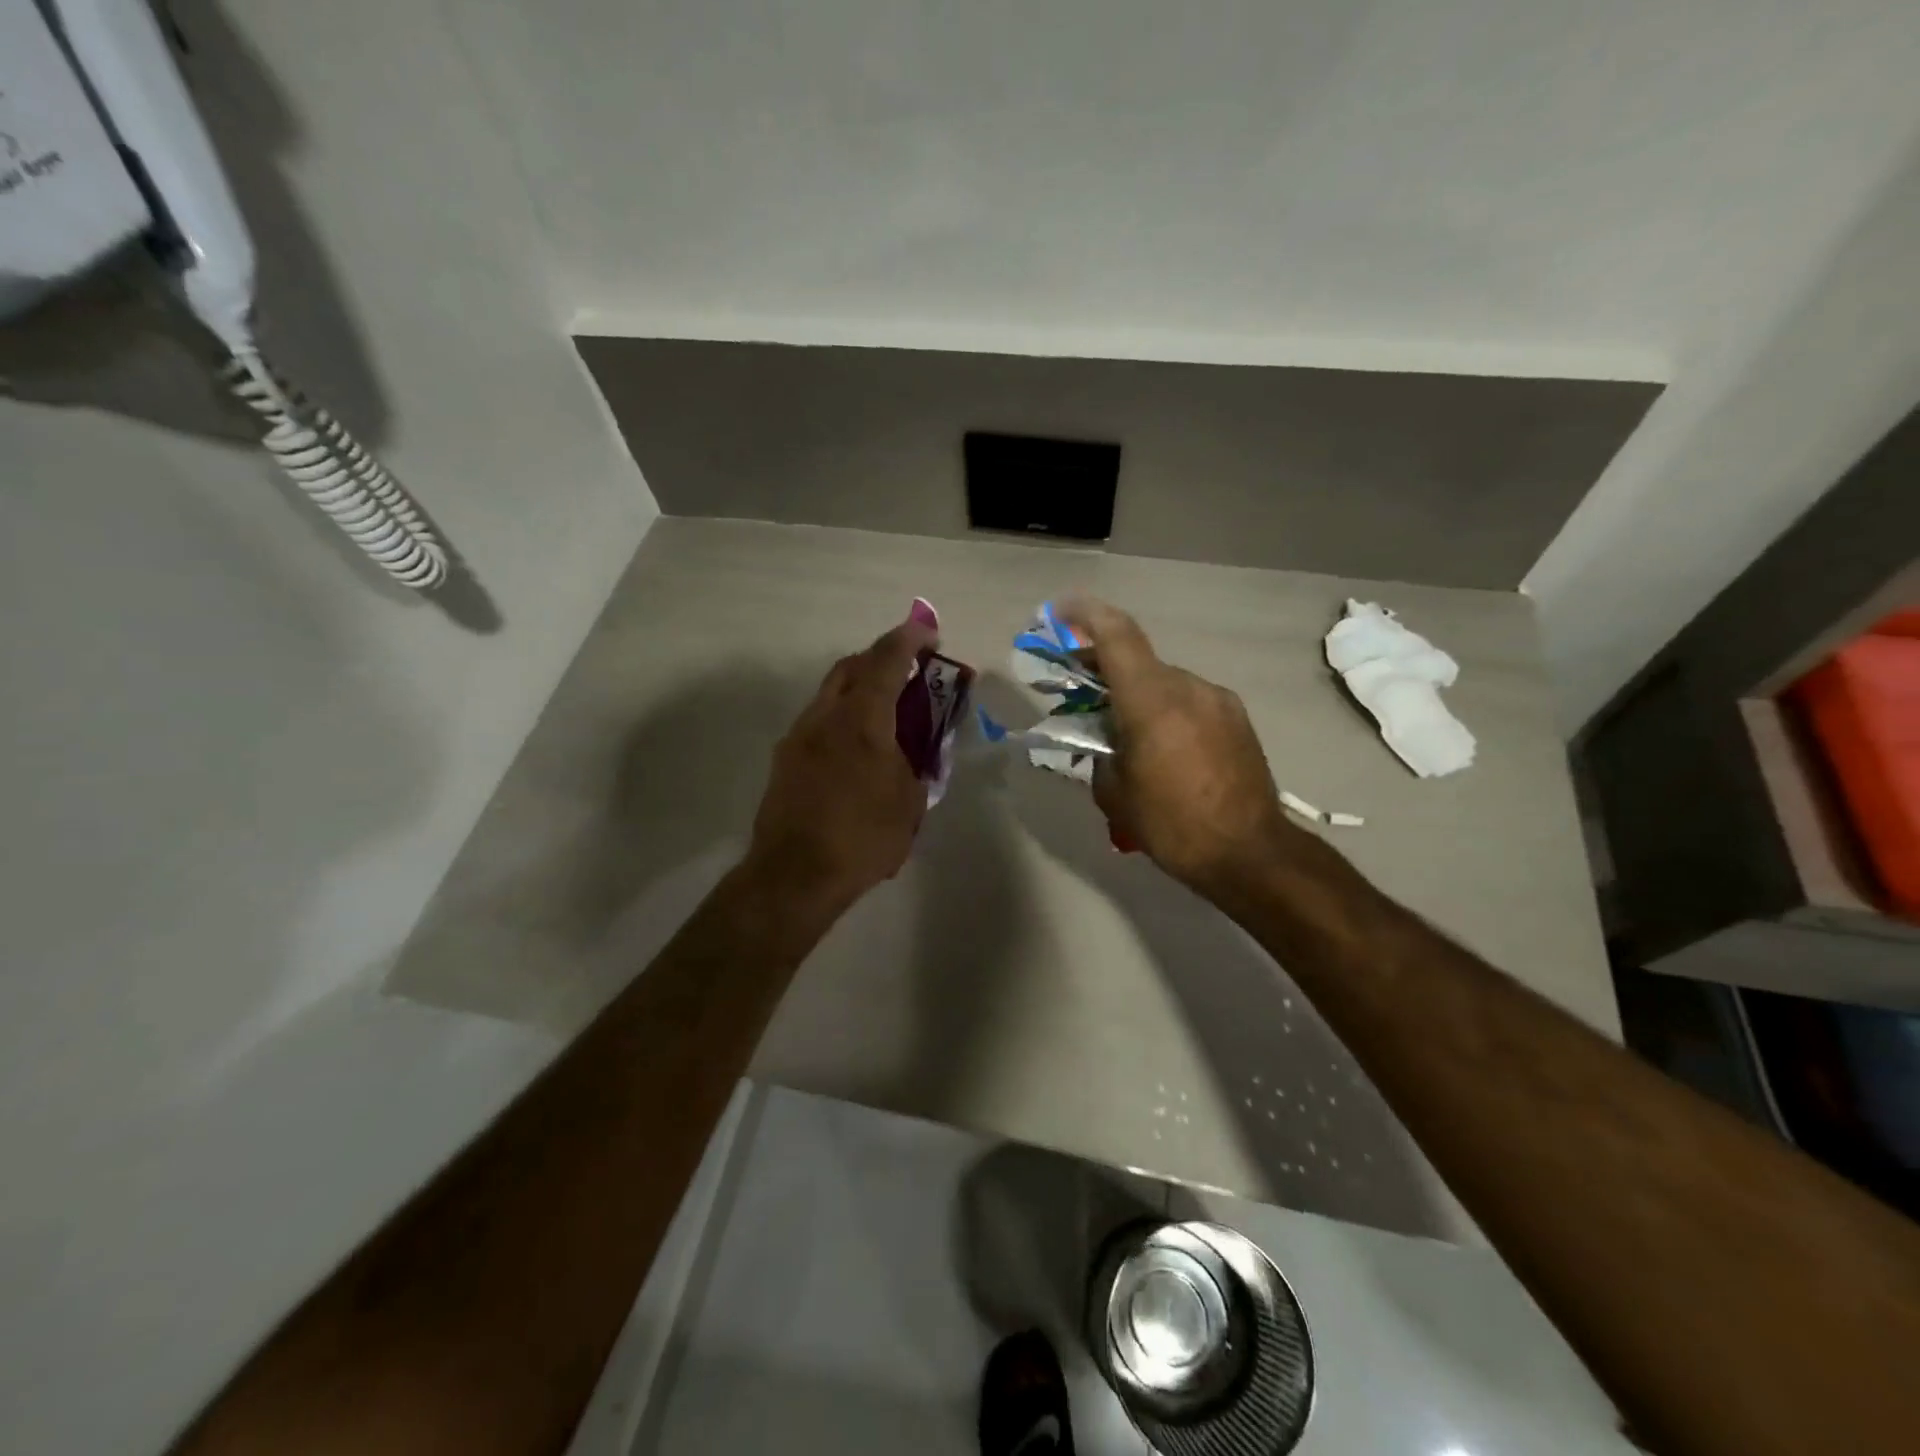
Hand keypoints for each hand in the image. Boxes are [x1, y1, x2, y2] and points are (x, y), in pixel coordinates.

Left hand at [745, 611, 938, 910]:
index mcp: (862, 719)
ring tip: (884, 713)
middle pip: (851, 666)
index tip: (927, 630)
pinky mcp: (784, 759)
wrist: (794, 875)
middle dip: (880, 659)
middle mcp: (825, 716)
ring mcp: (799, 736)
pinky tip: (855, 748)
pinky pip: (818, 721)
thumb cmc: (862, 837)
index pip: (886, 660)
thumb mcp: (910, 802)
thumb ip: (917, 764)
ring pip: (830, 693)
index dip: (909, 639)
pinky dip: (841, 717)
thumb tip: (915, 753)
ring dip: (858, 689)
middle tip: (906, 671)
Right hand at [1061, 598, 1304, 899]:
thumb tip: (1103, 738)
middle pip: (1138, 662)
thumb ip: (1100, 751)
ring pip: (1165, 683)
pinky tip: (1163, 746)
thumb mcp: (1115, 792)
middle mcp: (1188, 687)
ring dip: (1138, 695)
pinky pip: (1190, 701)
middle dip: (1105, 670)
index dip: (1087, 615)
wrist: (1251, 853)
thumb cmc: (1173, 824)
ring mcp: (1218, 700)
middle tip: (1079, 690)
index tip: (1062, 610)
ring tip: (1124, 731)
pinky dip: (1166, 710)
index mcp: (1152, 700)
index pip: (1118, 636)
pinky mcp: (1237, 718)